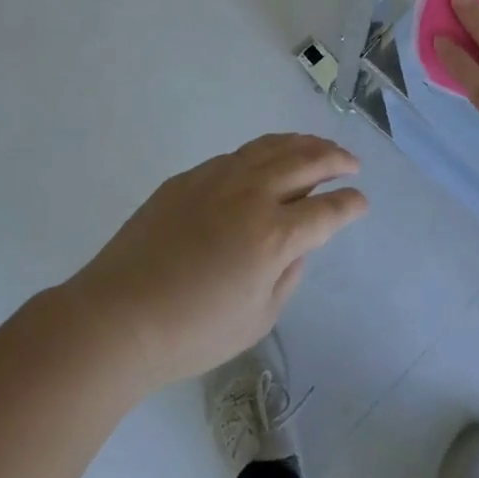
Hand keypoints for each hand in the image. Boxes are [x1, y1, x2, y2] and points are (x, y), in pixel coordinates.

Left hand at [70, 133, 367, 389]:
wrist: (116, 317)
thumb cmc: (192, 333)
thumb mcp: (258, 318)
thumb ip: (288, 276)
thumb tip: (295, 246)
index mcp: (275, 236)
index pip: (328, 210)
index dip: (351, 205)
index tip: (361, 203)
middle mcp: (252, 195)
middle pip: (307, 162)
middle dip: (336, 159)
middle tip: (351, 163)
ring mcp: (217, 179)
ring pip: (271, 147)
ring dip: (303, 144)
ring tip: (319, 147)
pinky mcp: (188, 178)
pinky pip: (238, 155)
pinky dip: (264, 152)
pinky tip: (267, 160)